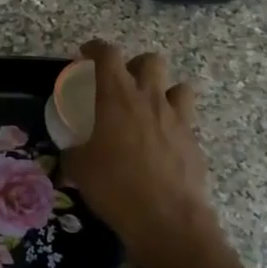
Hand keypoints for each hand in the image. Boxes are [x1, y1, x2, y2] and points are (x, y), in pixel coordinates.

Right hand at [62, 40, 214, 258]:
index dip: (95, 49)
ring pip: (178, 86)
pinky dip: (174, 123)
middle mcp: (149, 98)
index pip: (107, 54)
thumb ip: (74, 150)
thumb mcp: (79, 168)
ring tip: (150, 110)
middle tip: (122, 85)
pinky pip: (186, 119)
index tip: (86, 54)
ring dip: (163, 91)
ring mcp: (176, 118)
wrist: (165, 218)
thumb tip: (72, 151)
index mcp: (116, 96)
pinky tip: (163, 143)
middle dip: (135, 66)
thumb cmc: (114, 186)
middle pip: (149, 61)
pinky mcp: (193, 140)